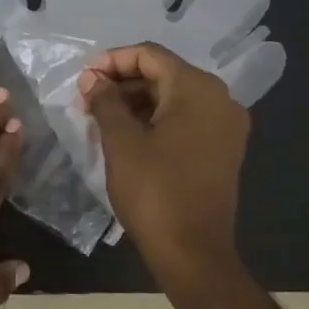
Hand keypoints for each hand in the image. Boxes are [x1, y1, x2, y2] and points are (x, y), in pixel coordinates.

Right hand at [77, 43, 249, 270]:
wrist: (193, 252)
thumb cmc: (154, 191)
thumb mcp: (120, 141)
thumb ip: (105, 101)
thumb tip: (92, 78)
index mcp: (197, 89)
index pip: (150, 55)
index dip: (112, 61)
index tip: (83, 79)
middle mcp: (220, 99)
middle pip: (164, 74)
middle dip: (122, 83)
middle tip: (87, 100)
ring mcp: (226, 126)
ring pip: (174, 97)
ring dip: (136, 102)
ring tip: (100, 118)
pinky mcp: (223, 149)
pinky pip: (186, 119)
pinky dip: (155, 119)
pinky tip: (126, 135)